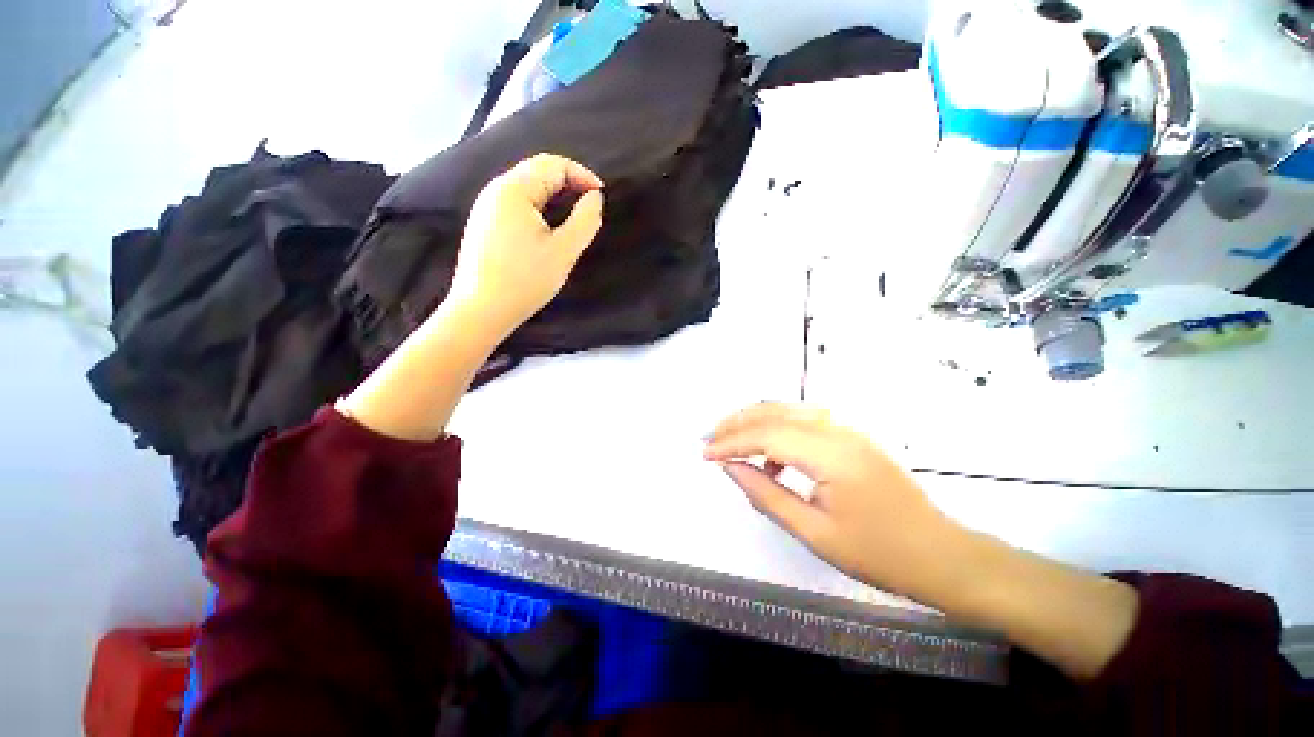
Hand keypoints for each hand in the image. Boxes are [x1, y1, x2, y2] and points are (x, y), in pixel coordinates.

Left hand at [448, 153, 604, 336]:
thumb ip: (585, 221)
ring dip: (554, 193)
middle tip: (590, 203)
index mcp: (514, 190)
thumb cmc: (526, 280)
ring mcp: (486, 207)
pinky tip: (547, 226)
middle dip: (568, 181)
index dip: (582, 175)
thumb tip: (595, 197)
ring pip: (526, 186)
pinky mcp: (484, 224)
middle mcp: (496, 190)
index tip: (601, 196)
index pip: (553, 165)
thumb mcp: (564, 251)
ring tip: (573, 213)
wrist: (482, 309)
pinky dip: (539, 205)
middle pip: (537, 170)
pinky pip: (516, 202)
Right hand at [704, 403, 955, 598]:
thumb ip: (766, 494)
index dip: (731, 442)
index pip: (767, 435)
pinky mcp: (852, 436)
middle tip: (709, 439)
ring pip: (788, 409)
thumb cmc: (877, 553)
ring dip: (754, 420)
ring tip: (730, 440)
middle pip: (775, 411)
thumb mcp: (813, 533)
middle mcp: (839, 430)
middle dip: (737, 422)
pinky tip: (771, 457)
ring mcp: (848, 429)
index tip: (705, 454)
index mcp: (831, 455)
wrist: (940, 555)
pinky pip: (804, 421)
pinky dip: (777, 430)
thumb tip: (730, 468)